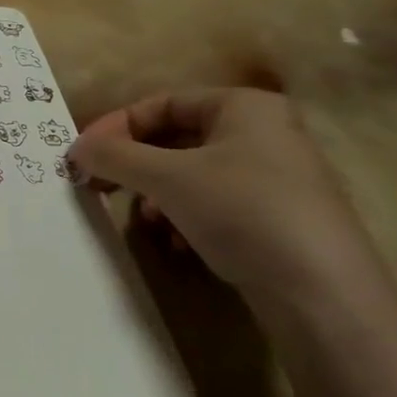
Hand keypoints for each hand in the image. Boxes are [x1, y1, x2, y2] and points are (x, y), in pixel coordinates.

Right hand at [69, 89, 386, 303]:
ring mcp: (273, 178)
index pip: (162, 102)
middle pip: (175, 139)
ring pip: (191, 175)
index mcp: (244, 107)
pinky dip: (184, 218)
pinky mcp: (276, 218)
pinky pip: (213, 205)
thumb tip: (76, 148)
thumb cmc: (243, 212)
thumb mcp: (168, 178)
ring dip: (156, 196)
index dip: (117, 126)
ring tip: (144, 222)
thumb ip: (115, 156)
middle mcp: (263, 133)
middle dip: (135, 165)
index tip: (83, 155)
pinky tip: (176, 244)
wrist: (321, 293)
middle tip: (100, 187)